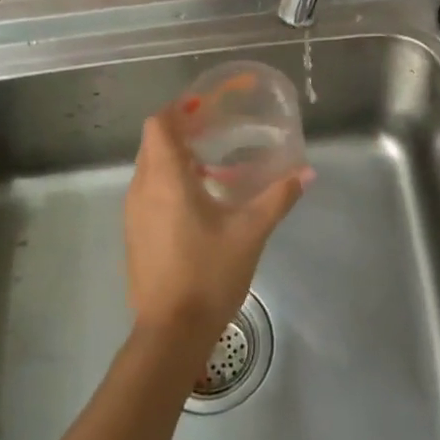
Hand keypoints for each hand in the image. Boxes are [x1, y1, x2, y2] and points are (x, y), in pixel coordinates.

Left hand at [124, 107, 310, 348]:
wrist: (171, 331)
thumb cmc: (208, 273)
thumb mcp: (250, 232)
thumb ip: (277, 197)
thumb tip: (306, 173)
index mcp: (165, 179)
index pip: (158, 125)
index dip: (178, 110)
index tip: (205, 108)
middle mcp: (141, 189)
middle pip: (153, 144)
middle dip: (180, 133)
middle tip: (215, 132)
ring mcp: (133, 214)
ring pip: (150, 170)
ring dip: (176, 160)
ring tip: (213, 167)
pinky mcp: (134, 235)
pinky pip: (148, 194)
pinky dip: (169, 185)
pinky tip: (201, 204)